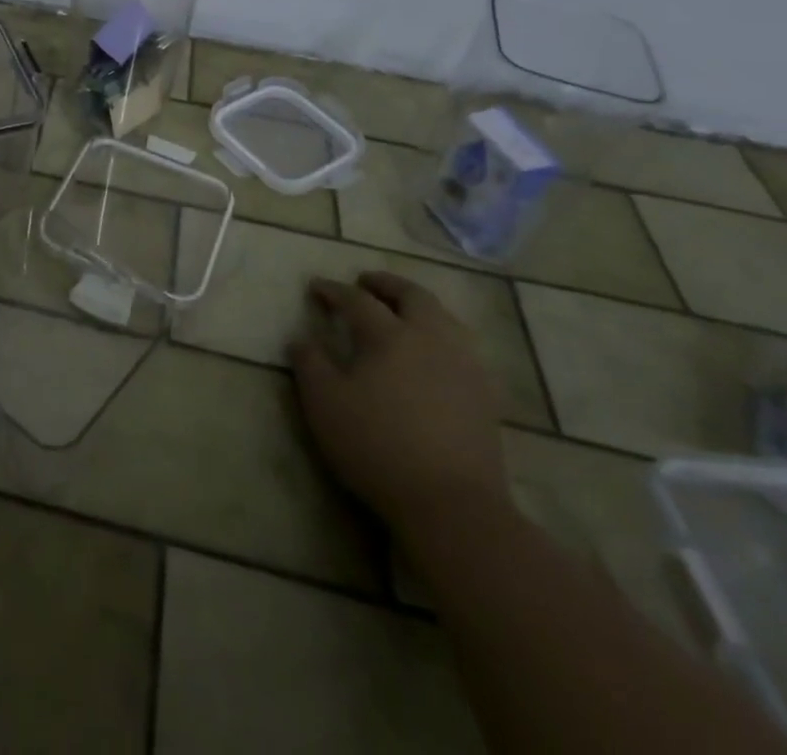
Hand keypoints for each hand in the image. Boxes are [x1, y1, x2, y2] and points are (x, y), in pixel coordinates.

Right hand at [290, 271, 510, 531]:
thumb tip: (301, 338)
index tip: (316, 286)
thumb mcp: (325, 404)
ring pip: (444, 317)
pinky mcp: (485, 395)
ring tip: (401, 312)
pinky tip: (434, 354)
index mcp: (389, 335)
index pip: (357, 300)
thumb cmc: (377, 446)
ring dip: (419, 306)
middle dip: (386, 284)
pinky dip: (443, 336)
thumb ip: (310, 364)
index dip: (334, 290)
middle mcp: (430, 339)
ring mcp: (464, 366)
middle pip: (412, 296)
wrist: (452, 504)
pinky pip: (463, 348)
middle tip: (365, 283)